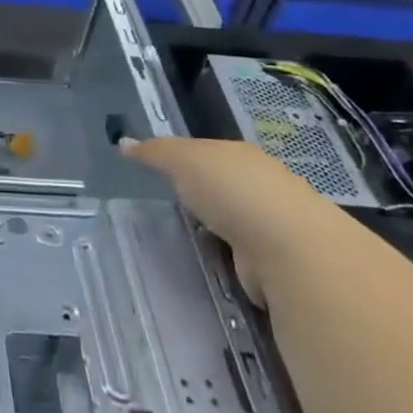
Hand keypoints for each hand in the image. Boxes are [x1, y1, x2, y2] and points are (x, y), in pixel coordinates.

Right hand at [122, 136, 331, 305]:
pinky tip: (209, 270)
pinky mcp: (274, 268)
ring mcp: (272, 229)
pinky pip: (241, 262)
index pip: (208, 153)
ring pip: (234, 227)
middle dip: (203, 199)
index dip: (185, 160)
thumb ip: (155, 153)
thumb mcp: (183, 160)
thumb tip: (123, 143)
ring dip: (218, 236)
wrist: (289, 248)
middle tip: (168, 209)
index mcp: (240, 156)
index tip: (162, 173)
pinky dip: (228, 265)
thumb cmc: (232, 190)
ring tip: (183, 244)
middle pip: (224, 189)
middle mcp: (261, 187)